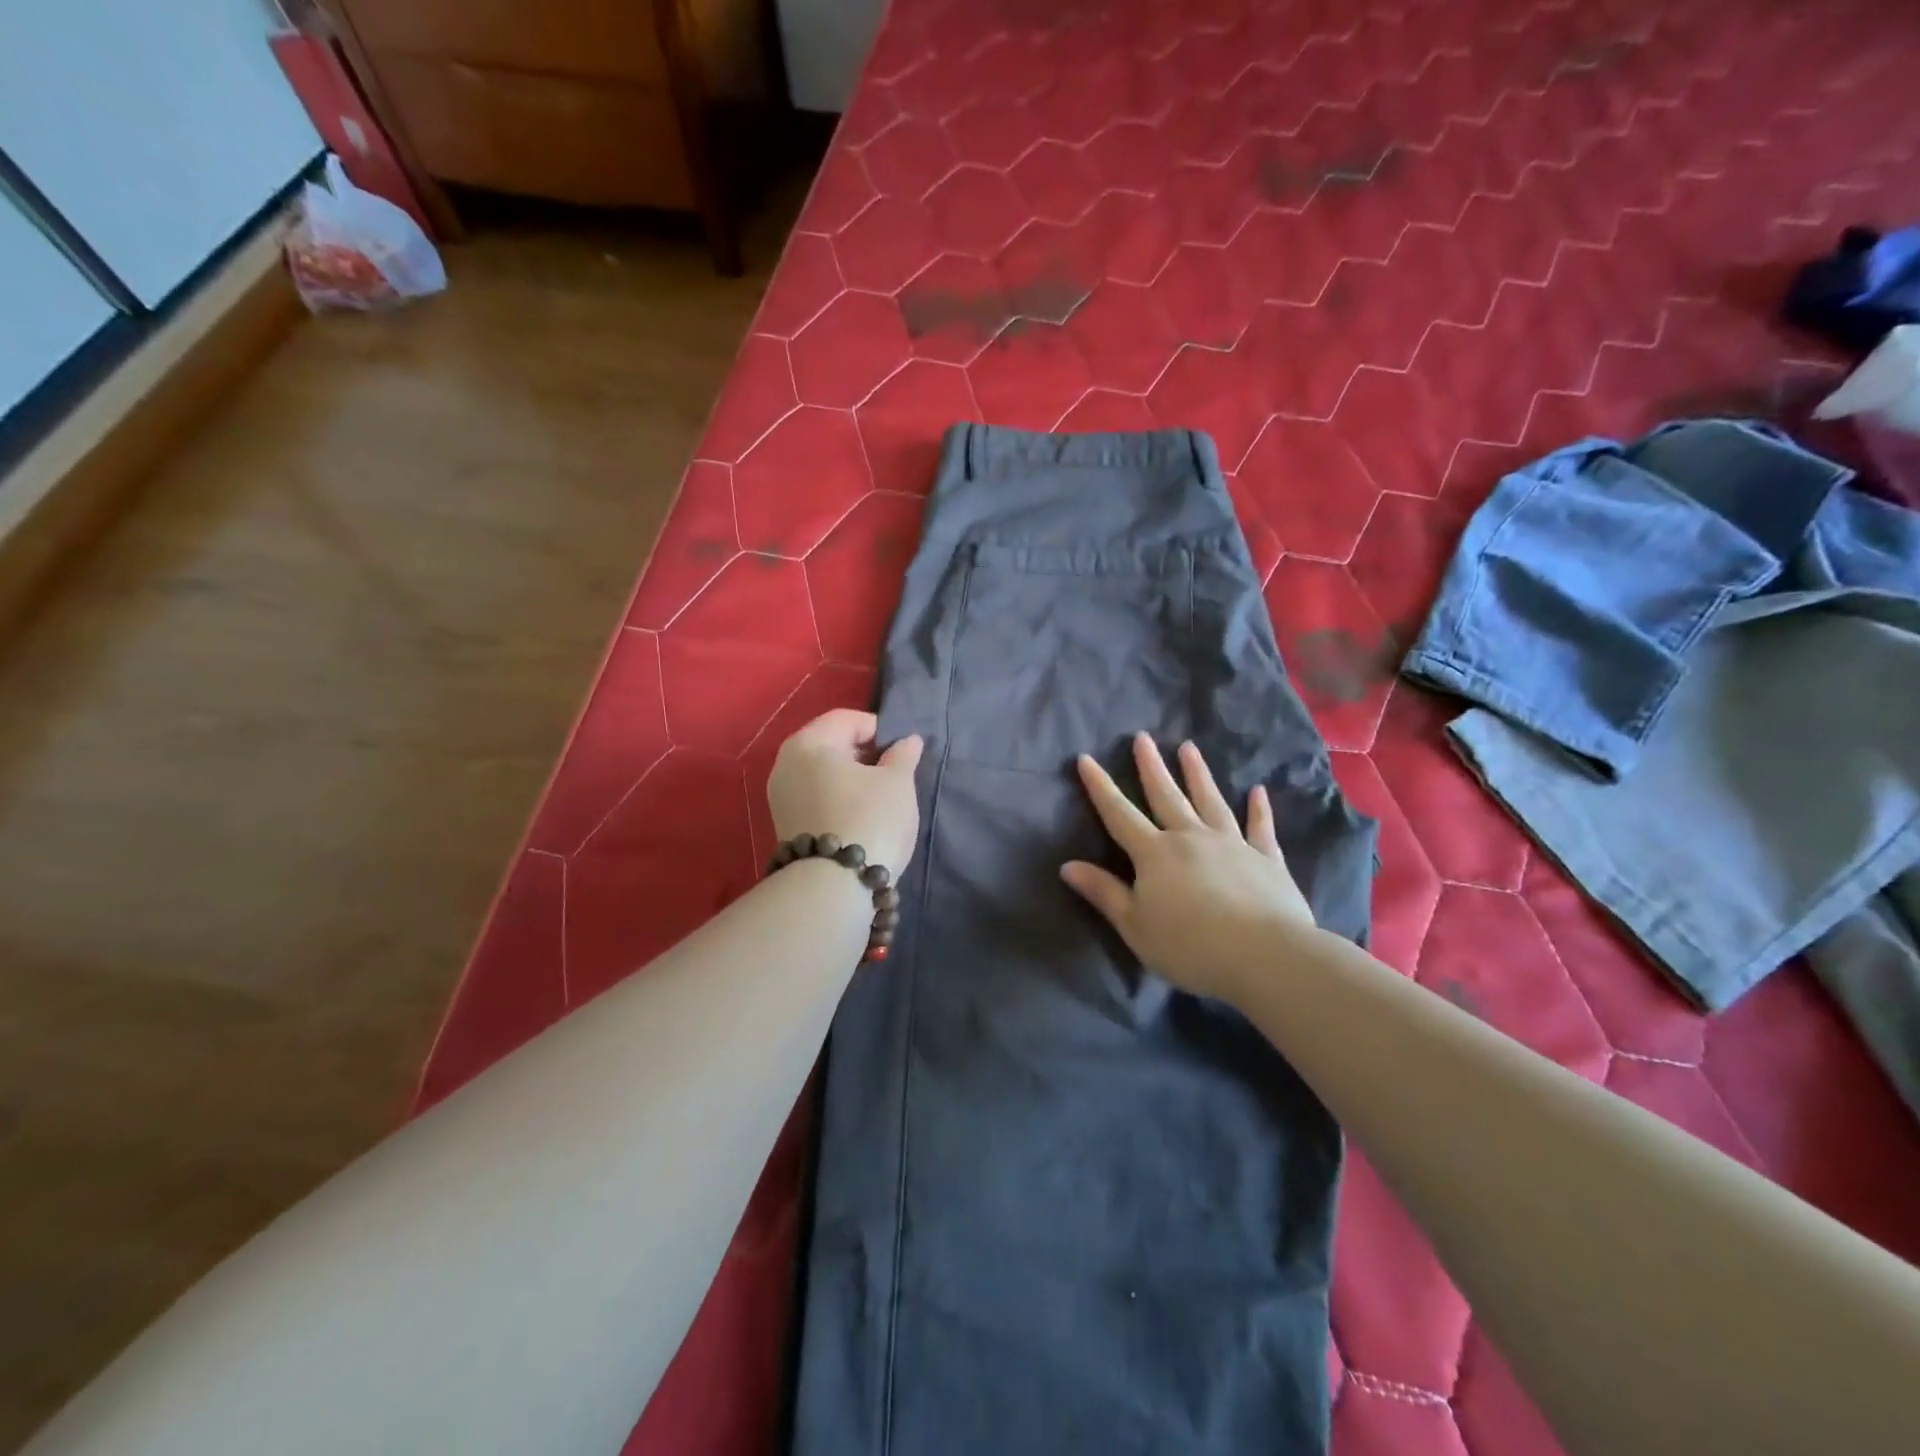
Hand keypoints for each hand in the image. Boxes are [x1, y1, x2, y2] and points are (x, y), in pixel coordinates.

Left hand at [768, 710, 923, 876]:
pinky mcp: (785, 824)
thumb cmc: (869, 820)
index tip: (902, 751)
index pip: (847, 719)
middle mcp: (785, 764)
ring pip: (822, 773)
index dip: (879, 729)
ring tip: (879, 797)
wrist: (833, 888)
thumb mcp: (897, 783)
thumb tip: (907, 741)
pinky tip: (859, 816)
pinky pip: (815, 796)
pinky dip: (837, 798)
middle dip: (864, 754)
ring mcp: (780, 796)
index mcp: (808, 743)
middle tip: (893, 774)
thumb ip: (903, 755)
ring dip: (851, 778)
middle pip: (831, 744)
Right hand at [1061, 732, 1317, 1002]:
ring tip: (1189, 747)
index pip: (1119, 814)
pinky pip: (1260, 827)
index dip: (1100, 787)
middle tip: (1143, 736)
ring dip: (1198, 774)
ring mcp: (1232, 844)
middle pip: (1166, 795)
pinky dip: (1259, 809)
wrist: (1264, 955)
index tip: (1086, 758)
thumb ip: (1104, 893)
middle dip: (1151, 766)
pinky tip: (1258, 791)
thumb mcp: (1135, 926)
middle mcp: (1191, 837)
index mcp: (1155, 854)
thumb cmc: (1190, 946)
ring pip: (1210, 801)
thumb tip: (1067, 866)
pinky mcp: (1267, 858)